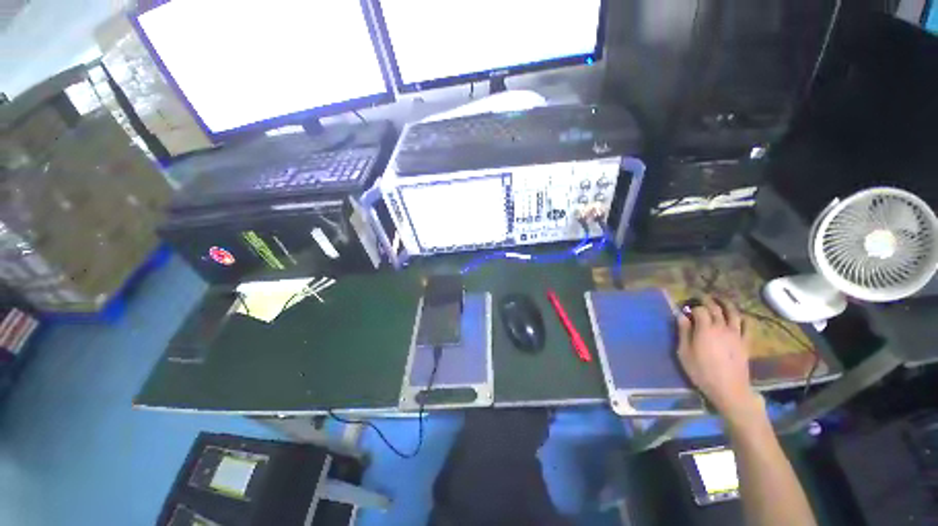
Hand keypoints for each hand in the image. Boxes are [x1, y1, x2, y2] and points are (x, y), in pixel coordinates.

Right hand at [677, 296, 762, 420]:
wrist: (728, 389)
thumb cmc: (701, 371)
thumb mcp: (684, 352)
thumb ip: (683, 332)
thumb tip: (680, 316)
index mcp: (705, 329)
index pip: (699, 310)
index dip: (691, 307)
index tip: (685, 309)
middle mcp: (722, 327)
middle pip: (716, 308)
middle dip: (707, 300)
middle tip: (700, 296)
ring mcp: (736, 334)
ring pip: (733, 313)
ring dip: (726, 304)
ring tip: (720, 300)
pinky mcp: (745, 342)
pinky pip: (747, 325)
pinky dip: (743, 318)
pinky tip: (739, 316)